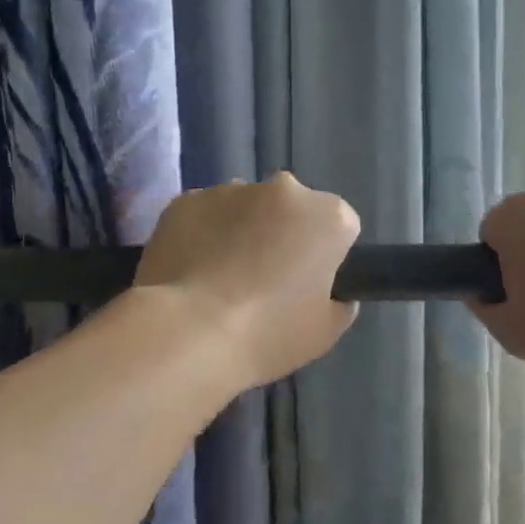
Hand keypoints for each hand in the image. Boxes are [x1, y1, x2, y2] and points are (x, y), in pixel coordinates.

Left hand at [135, 173, 360, 388]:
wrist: (189, 333)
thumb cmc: (268, 334)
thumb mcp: (325, 332)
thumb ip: (338, 303)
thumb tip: (331, 294)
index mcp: (327, 216)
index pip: (339, 227)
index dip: (325, 256)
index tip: (308, 285)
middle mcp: (282, 189)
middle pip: (290, 208)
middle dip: (282, 233)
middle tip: (264, 280)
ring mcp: (229, 190)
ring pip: (244, 207)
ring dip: (240, 231)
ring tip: (220, 279)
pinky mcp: (185, 200)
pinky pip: (203, 215)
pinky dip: (201, 234)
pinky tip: (192, 272)